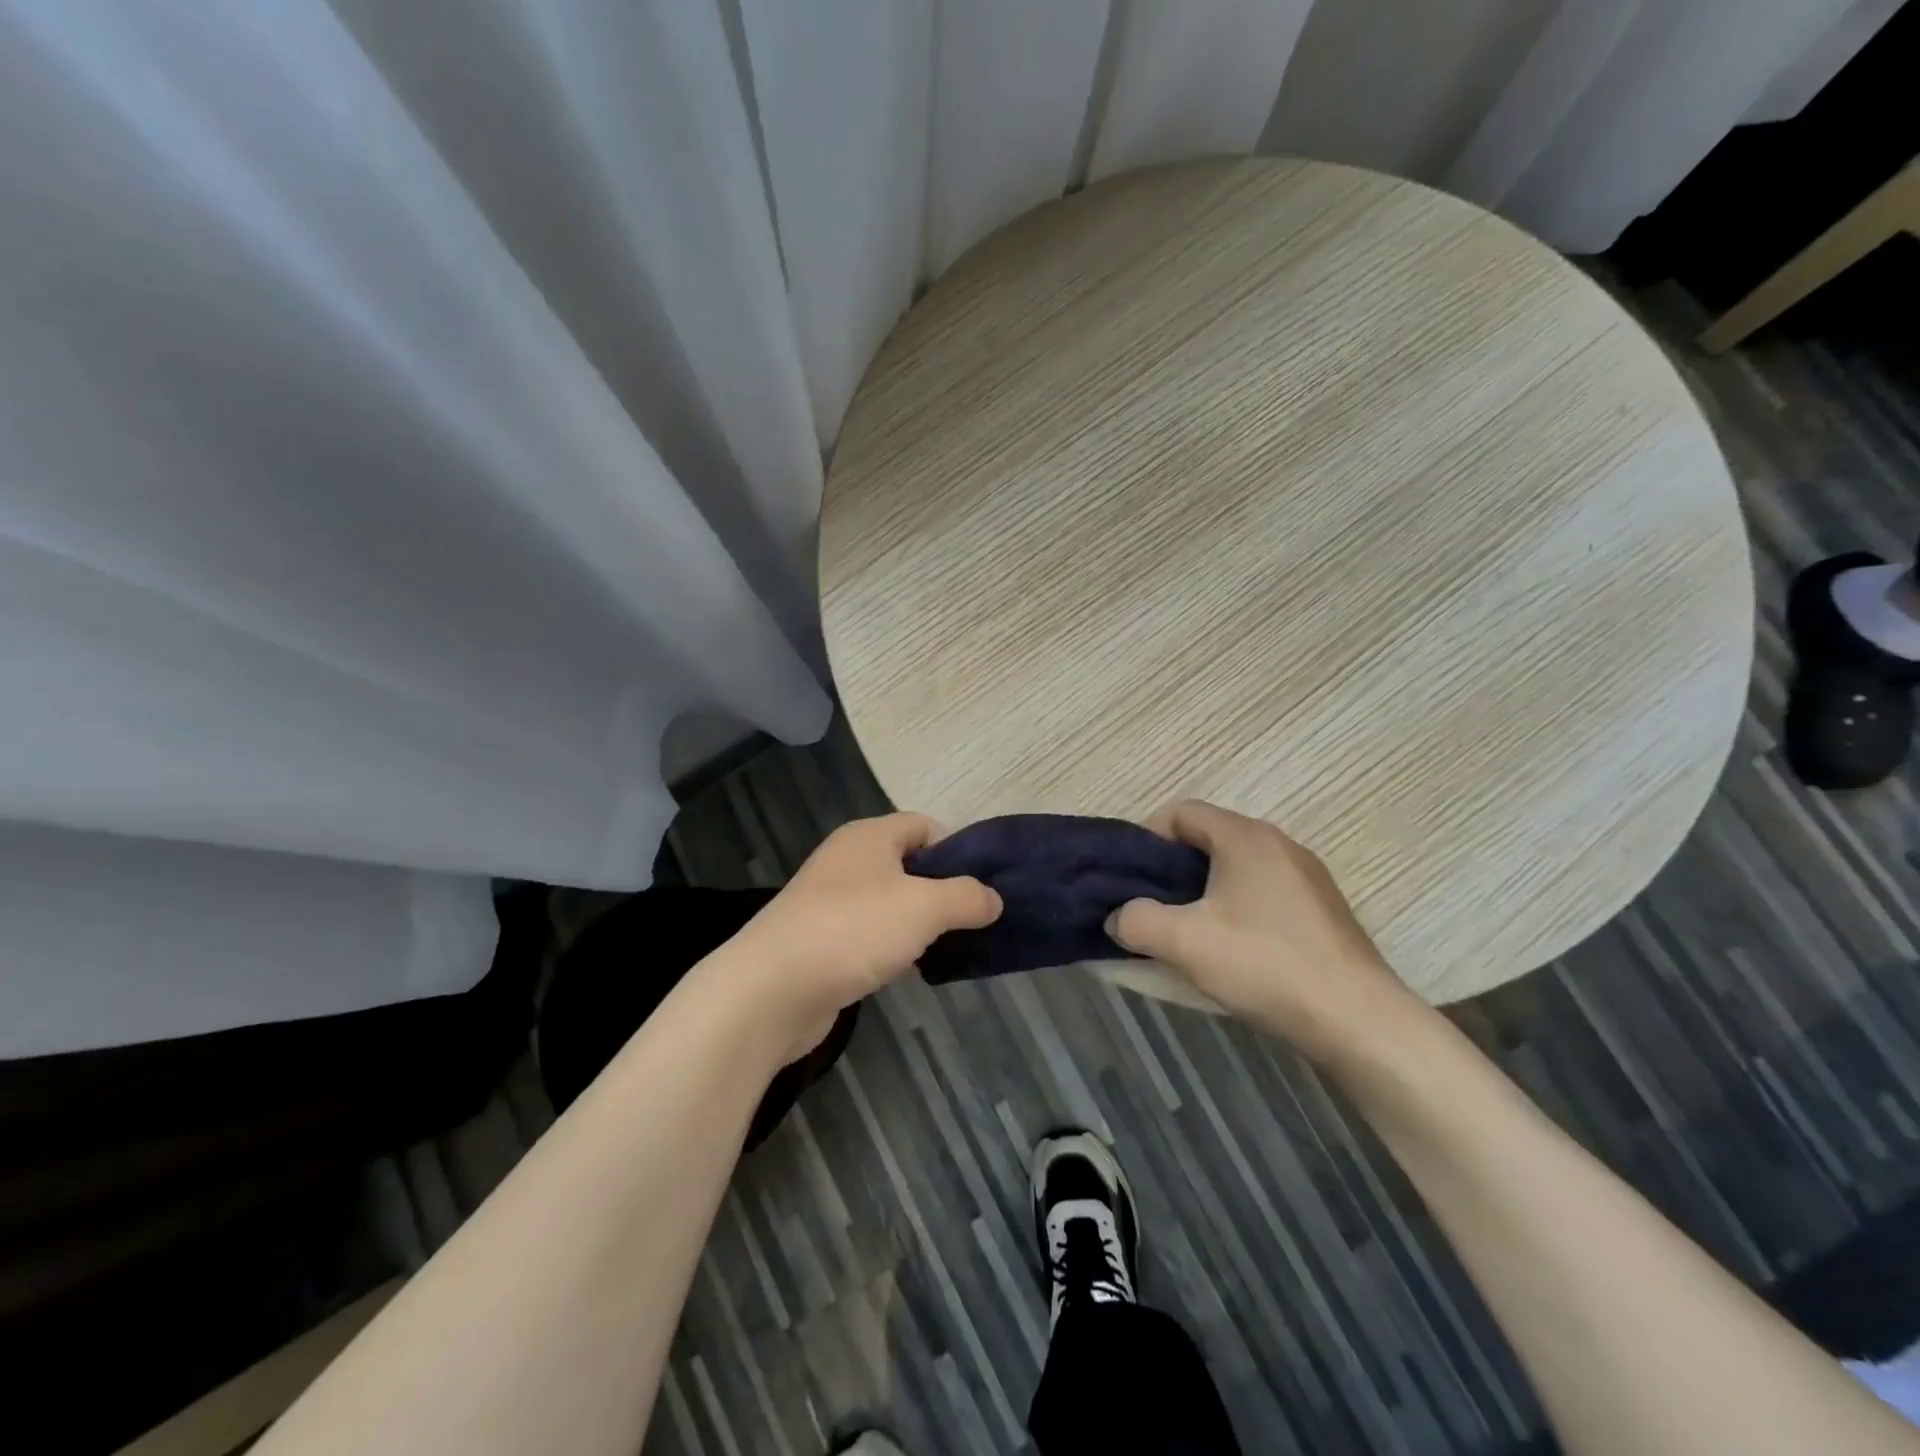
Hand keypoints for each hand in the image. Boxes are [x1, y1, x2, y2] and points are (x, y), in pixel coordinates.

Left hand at [714, 813, 1001, 1062]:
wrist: (771, 990)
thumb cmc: (853, 930)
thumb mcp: (924, 906)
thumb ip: (967, 897)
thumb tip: (994, 898)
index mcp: (869, 837)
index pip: (924, 825)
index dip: (958, 848)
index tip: (985, 883)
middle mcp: (848, 861)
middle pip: (909, 864)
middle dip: (944, 889)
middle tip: (976, 918)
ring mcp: (831, 902)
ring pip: (891, 902)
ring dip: (921, 922)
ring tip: (954, 946)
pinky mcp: (822, 941)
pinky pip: (871, 934)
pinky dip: (894, 947)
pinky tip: (913, 969)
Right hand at [1107, 801, 1420, 1059]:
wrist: (1358, 1020)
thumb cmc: (1264, 965)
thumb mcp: (1184, 942)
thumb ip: (1136, 921)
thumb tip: (1118, 917)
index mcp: (1245, 837)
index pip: (1181, 812)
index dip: (1147, 838)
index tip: (1132, 879)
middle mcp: (1279, 844)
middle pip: (1209, 838)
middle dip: (1172, 869)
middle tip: (1152, 907)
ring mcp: (1307, 876)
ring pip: (1237, 867)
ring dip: (1204, 891)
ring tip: (1188, 931)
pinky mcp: (1322, 909)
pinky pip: (1264, 891)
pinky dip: (1237, 907)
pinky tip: (1233, 949)